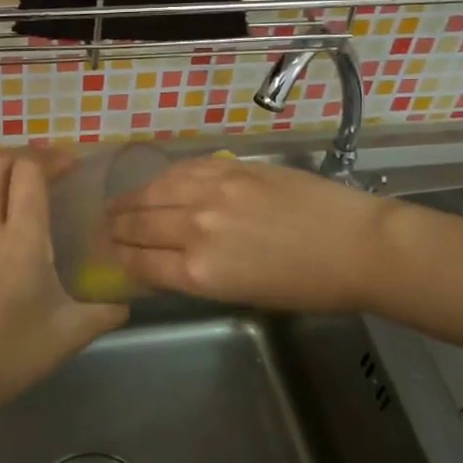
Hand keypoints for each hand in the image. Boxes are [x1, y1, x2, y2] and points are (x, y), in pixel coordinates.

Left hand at [0, 153, 128, 419]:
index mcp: (20, 238)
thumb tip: (128, 301)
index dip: (51, 157)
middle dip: (26, 157)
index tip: (74, 166)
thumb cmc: (14, 353)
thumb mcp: (71, 333)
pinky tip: (17, 250)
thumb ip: (106, 311)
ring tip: (41, 210)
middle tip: (55, 173)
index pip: (27, 170)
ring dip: (11, 187)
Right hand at [108, 157, 396, 311]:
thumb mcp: (243, 294)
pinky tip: (158, 180)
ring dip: (131, 198)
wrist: (357, 246)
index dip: (119, 258)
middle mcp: (195, 229)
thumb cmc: (307, 287)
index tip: (110, 254)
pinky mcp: (231, 168)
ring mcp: (212, 192)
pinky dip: (164, 176)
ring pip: (154, 190)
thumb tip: (171, 261)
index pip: (139, 262)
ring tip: (120, 201)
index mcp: (198, 272)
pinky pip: (184, 168)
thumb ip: (200, 275)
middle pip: (138, 224)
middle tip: (105, 227)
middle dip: (116, 227)